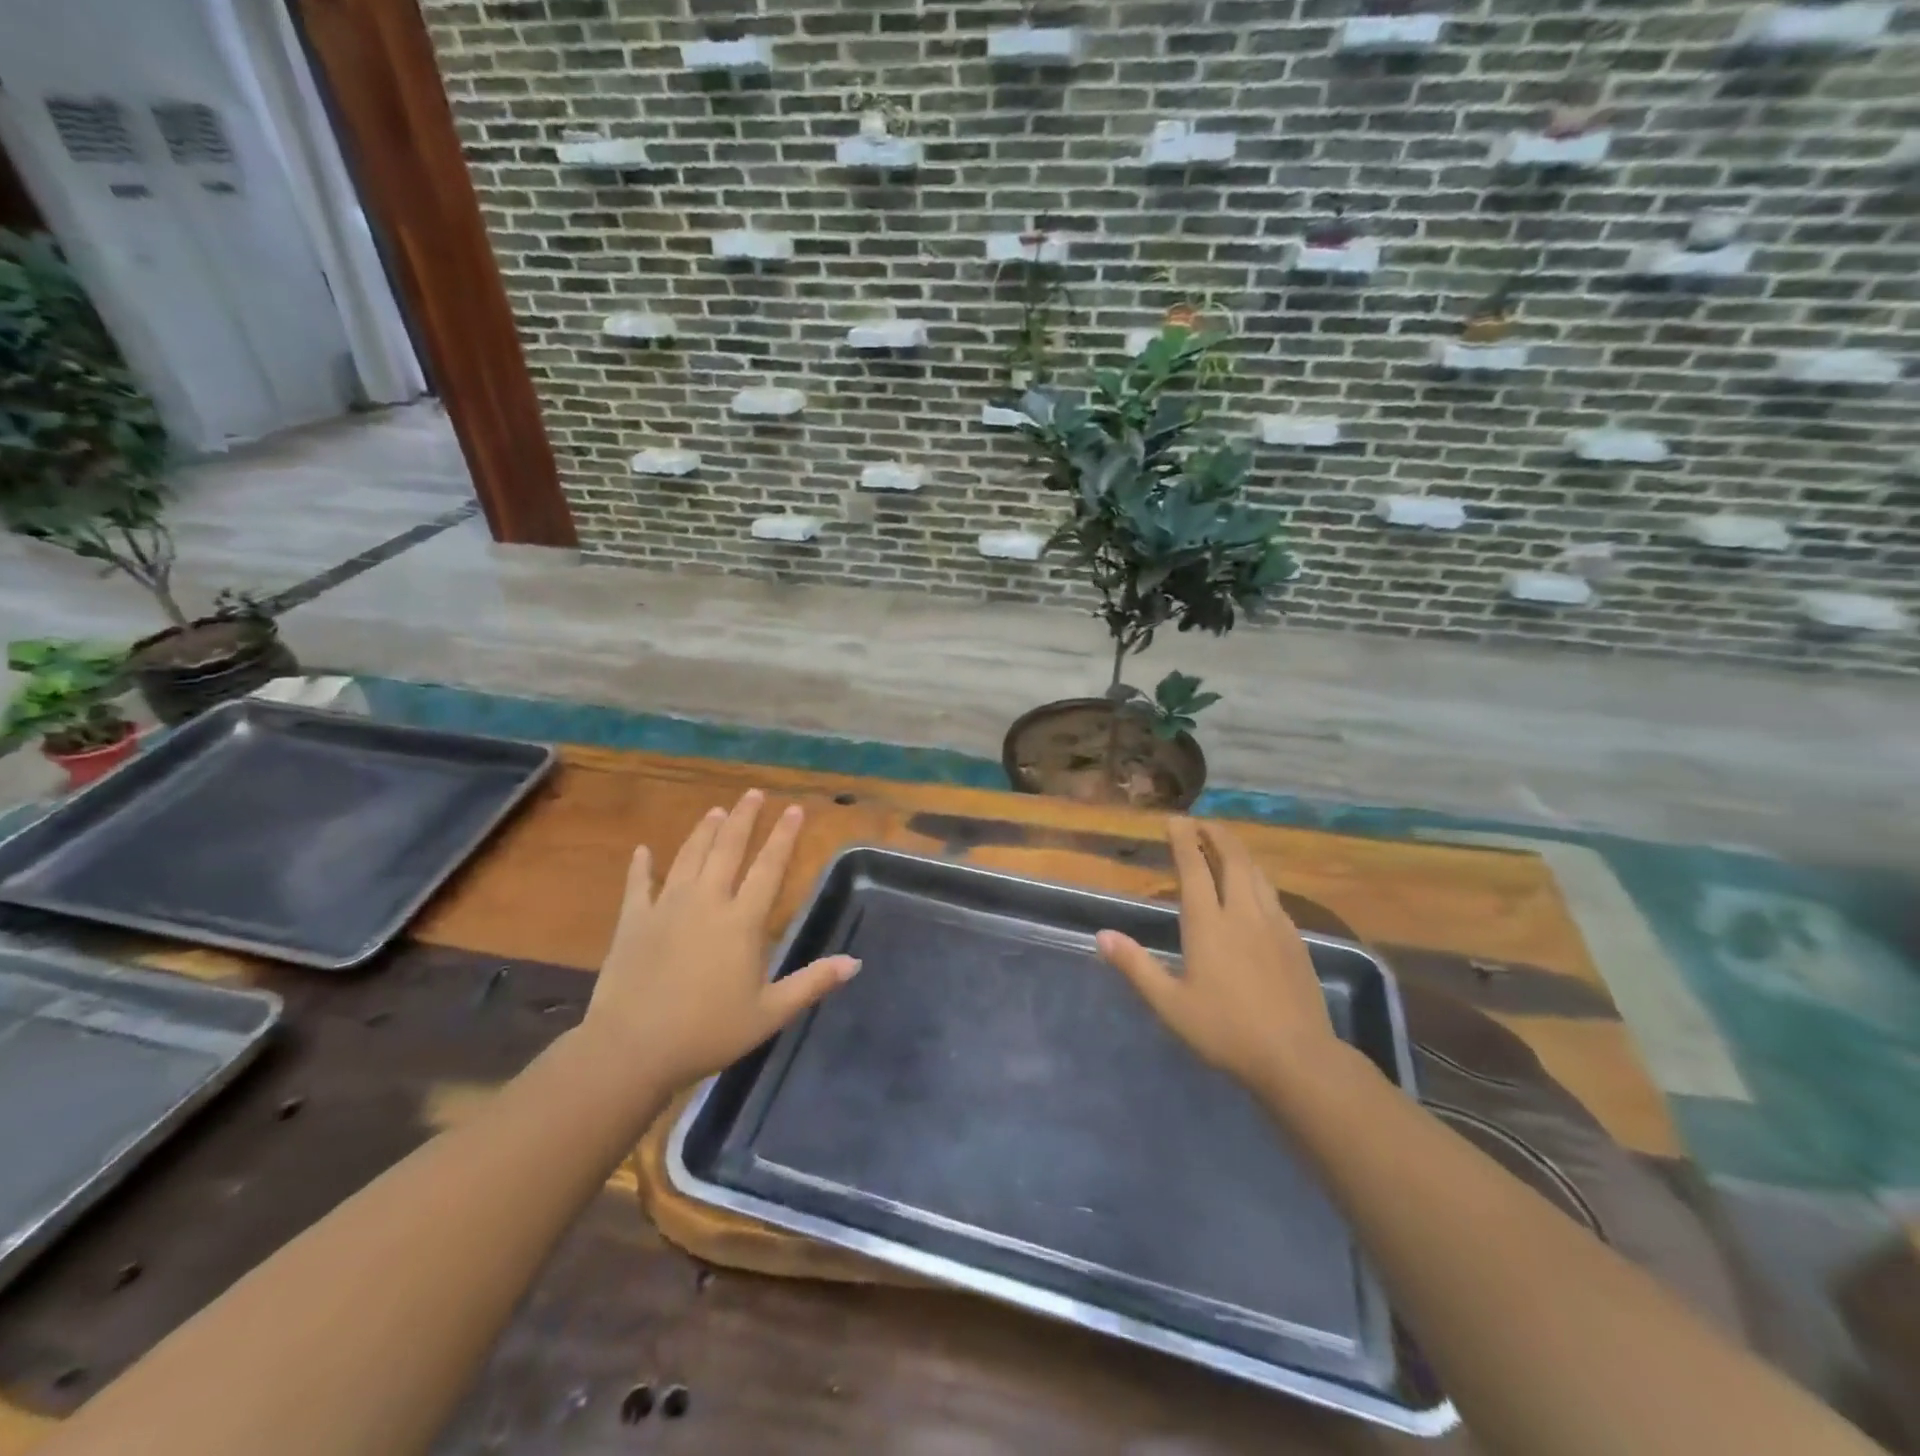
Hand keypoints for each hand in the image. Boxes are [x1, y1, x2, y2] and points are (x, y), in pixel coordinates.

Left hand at [579, 790, 858, 1092]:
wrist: (632, 1048)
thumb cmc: (708, 1032)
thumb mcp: (770, 1013)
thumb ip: (812, 983)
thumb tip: (855, 962)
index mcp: (742, 921)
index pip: (769, 867)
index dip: (784, 836)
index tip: (793, 809)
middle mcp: (706, 902)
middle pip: (728, 849)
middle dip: (744, 818)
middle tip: (753, 793)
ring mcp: (666, 907)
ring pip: (689, 857)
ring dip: (704, 831)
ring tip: (716, 810)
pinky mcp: (633, 921)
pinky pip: (639, 884)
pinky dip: (642, 866)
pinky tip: (643, 850)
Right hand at [1096, 818, 1339, 1092]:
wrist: (1297, 1057)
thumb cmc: (1225, 1031)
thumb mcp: (1170, 1005)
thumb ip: (1136, 966)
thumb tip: (1102, 935)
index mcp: (1208, 925)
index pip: (1194, 869)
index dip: (1184, 841)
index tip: (1175, 820)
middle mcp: (1242, 914)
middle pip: (1232, 859)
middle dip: (1215, 835)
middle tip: (1201, 822)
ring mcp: (1273, 924)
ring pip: (1256, 873)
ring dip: (1238, 851)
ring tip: (1225, 844)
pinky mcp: (1295, 939)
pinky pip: (1272, 894)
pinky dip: (1257, 876)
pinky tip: (1255, 886)